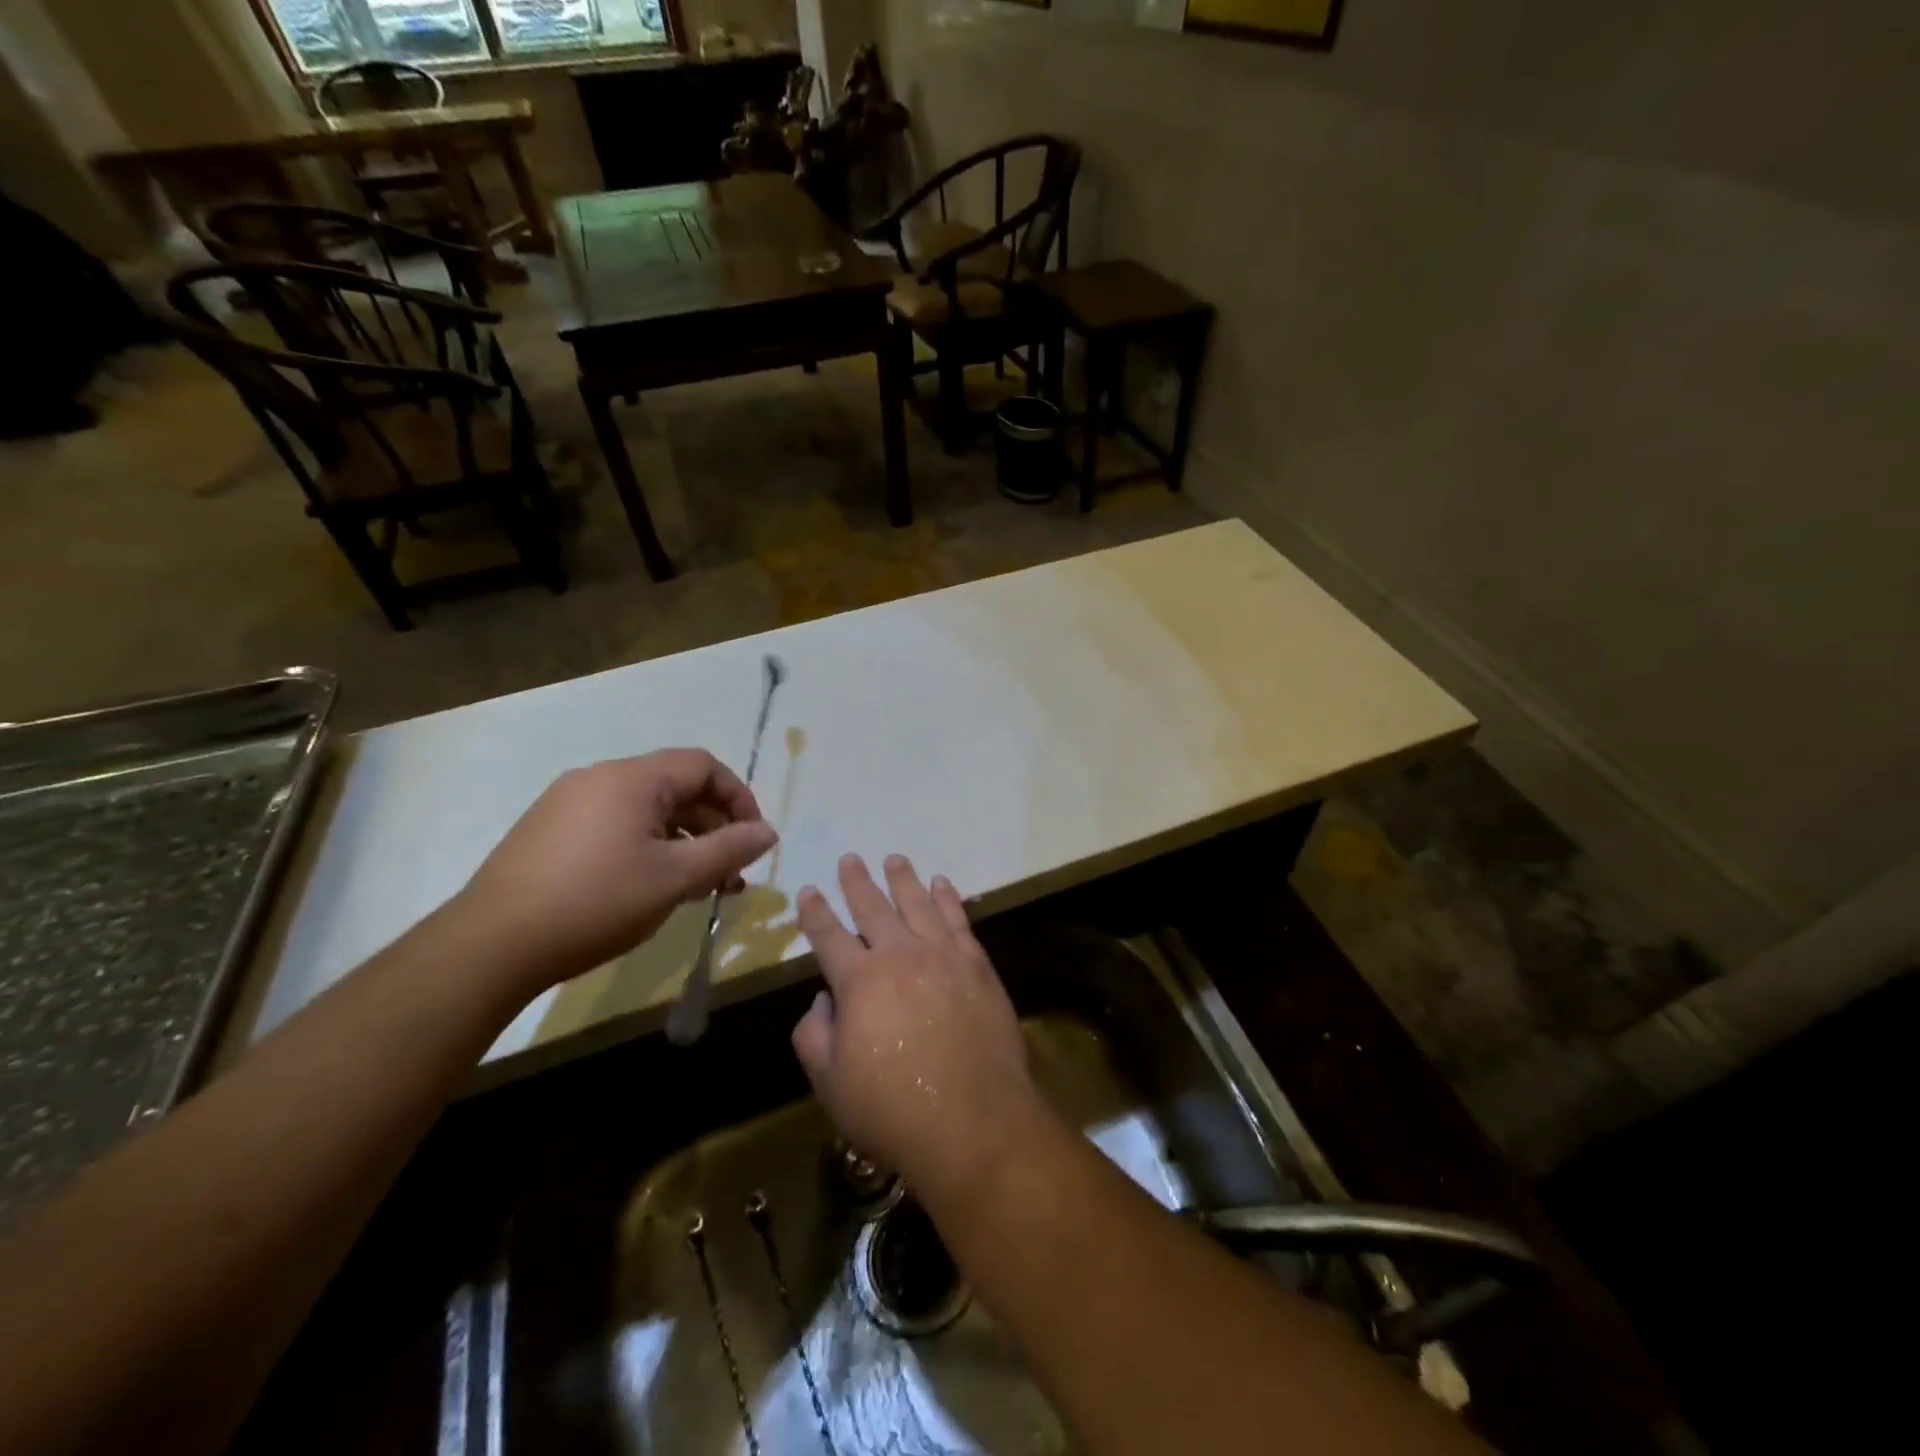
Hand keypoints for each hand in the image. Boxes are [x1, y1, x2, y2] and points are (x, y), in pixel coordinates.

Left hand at [459, 750, 776, 995]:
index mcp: (632, 778)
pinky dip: (648, 848)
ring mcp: (569, 803)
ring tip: (700, 887)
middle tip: (731, 872)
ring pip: (647, 811)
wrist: (491, 946)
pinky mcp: (549, 831)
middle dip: (713, 826)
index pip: (704, 766)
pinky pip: (616, 826)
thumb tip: (768, 832)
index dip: (738, 798)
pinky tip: (652, 887)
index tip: (752, 840)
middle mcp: (600, 778)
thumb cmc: (596, 902)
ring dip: (683, 842)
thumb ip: (728, 850)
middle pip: (676, 788)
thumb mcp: (675, 878)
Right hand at [791, 854, 1045, 1212]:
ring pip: (918, 904)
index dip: (815, 912)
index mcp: (859, 981)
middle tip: (849, 859)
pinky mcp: (977, 965)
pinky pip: (958, 919)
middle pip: (873, 908)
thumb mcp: (830, 1084)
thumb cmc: (893, 1109)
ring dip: (903, 879)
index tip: (808, 890)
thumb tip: (823, 1000)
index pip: (829, 936)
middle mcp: (900, 956)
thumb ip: (815, 1035)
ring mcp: (943, 956)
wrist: (974, 1121)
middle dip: (857, 882)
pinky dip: (948, 898)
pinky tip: (941, 884)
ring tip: (894, 859)